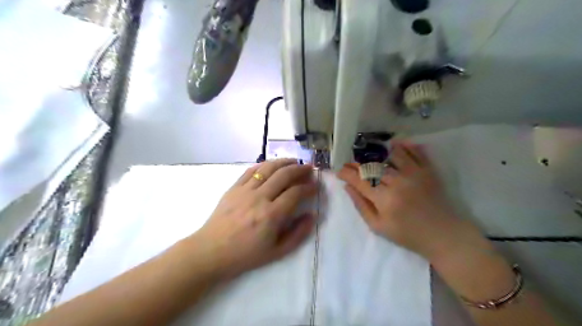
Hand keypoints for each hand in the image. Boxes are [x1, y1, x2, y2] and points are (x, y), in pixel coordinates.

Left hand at [195, 159, 317, 278]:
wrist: (212, 251)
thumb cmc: (246, 254)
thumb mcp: (277, 252)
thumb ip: (298, 234)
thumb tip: (312, 215)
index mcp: (271, 215)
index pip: (295, 193)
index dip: (308, 187)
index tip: (315, 186)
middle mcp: (259, 198)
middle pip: (284, 175)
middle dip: (300, 169)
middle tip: (309, 168)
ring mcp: (245, 190)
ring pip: (268, 168)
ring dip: (284, 162)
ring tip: (294, 161)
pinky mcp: (234, 187)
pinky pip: (251, 170)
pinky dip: (264, 164)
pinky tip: (272, 164)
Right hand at [340, 141, 474, 260]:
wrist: (443, 235)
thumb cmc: (407, 234)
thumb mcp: (378, 226)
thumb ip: (361, 206)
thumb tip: (347, 186)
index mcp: (384, 199)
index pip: (359, 180)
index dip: (346, 173)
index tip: (339, 171)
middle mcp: (398, 182)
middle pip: (372, 166)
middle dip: (357, 163)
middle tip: (351, 164)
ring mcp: (414, 174)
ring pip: (391, 154)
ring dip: (379, 153)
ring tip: (372, 157)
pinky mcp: (428, 171)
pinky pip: (415, 152)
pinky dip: (405, 146)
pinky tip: (395, 146)